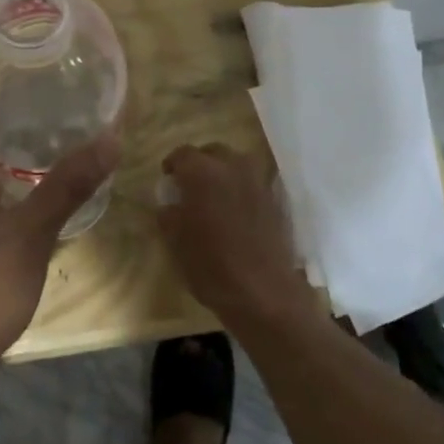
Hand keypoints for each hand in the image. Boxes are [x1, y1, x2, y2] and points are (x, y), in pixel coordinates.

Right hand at [157, 144, 316, 335]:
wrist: (263, 291)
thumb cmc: (210, 265)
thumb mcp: (176, 242)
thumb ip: (168, 216)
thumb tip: (169, 205)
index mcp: (203, 173)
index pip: (182, 154)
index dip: (172, 164)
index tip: (168, 179)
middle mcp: (233, 167)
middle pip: (212, 152)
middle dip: (199, 163)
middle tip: (190, 185)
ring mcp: (258, 182)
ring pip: (237, 163)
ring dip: (223, 172)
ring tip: (215, 195)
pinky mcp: (275, 200)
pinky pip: (253, 182)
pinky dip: (242, 188)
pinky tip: (236, 209)